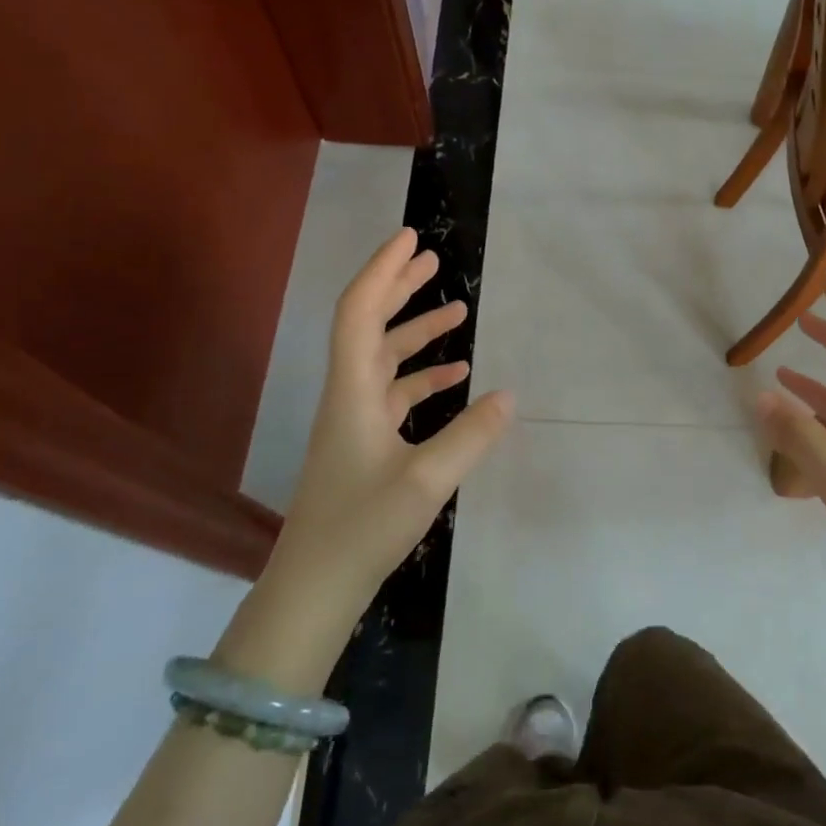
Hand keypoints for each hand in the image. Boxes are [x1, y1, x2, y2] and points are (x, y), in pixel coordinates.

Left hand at [275, 229, 513, 593]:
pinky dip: (424, 377)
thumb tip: (510, 394)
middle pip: (369, 325)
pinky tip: (456, 377)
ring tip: (458, 310)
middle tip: (433, 259)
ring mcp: (355, 422)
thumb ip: (471, 435)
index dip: (382, 270)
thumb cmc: (363, 528)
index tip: (411, 239)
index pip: (360, 312)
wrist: (315, 586)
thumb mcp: (427, 481)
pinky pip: (395, 394)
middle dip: (399, 287)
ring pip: (385, 359)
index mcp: (353, 392)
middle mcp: (350, 396)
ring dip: (417, 332)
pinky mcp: (365, 445)